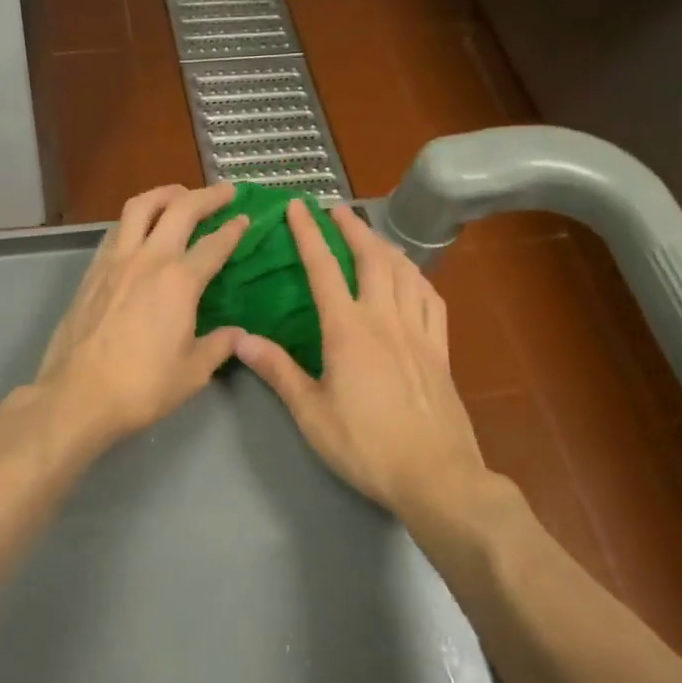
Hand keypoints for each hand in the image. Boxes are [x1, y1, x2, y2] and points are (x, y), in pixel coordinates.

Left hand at [34, 184, 249, 448]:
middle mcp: (148, 259)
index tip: (246, 218)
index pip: (214, 244)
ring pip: (140, 207)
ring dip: (165, 193)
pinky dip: (135, 218)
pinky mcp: (92, 271)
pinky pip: (116, 229)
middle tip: (225, 191)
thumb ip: (219, 346)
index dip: (234, 229)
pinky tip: (140, 227)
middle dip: (207, 196)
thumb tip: (237, 334)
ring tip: (180, 194)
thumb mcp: (193, 373)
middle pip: (179, 209)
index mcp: (179, 282)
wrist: (77, 395)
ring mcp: (115, 261)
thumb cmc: (141, 387)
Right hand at [235, 202, 488, 516]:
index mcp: (348, 330)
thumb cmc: (366, 446)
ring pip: (405, 272)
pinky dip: (418, 277)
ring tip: (371, 235)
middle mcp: (385, 319)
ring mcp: (419, 332)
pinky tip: (412, 277)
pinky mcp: (441, 350)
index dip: (309, 234)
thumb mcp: (311, 414)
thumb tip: (240, 339)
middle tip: (337, 210)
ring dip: (385, 245)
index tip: (298, 207)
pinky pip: (432, 299)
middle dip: (352, 227)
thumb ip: (277, 371)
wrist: (436, 476)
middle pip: (371, 257)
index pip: (324, 269)